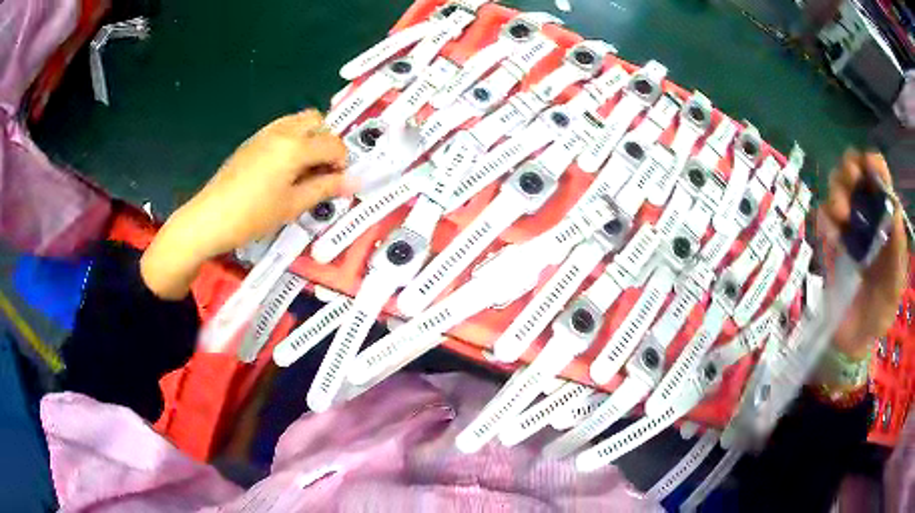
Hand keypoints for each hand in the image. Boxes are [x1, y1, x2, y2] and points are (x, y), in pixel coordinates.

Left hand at [141, 110, 348, 298]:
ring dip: (310, 137)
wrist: (209, 218)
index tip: (338, 182)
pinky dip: (293, 139)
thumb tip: (352, 182)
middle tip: (323, 169)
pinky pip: (282, 128)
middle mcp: (282, 131)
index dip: (342, 162)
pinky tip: (284, 167)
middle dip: (327, 141)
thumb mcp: (292, 206)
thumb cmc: (253, 215)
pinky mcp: (252, 141)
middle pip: (318, 121)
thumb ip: (324, 189)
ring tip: (304, 168)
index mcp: (295, 147)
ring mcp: (265, 133)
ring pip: (299, 121)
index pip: (333, 143)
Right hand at [821, 150, 907, 359]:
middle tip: (851, 184)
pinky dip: (826, 220)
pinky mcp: (829, 242)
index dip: (873, 164)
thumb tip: (895, 211)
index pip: (878, 175)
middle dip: (850, 170)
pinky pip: (822, 218)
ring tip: (842, 218)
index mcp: (885, 217)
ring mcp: (846, 227)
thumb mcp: (896, 283)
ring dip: (837, 193)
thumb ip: (898, 250)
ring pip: (836, 188)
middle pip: (853, 171)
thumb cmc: (881, 310)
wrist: (856, 339)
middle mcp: (866, 213)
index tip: (868, 168)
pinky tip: (832, 238)